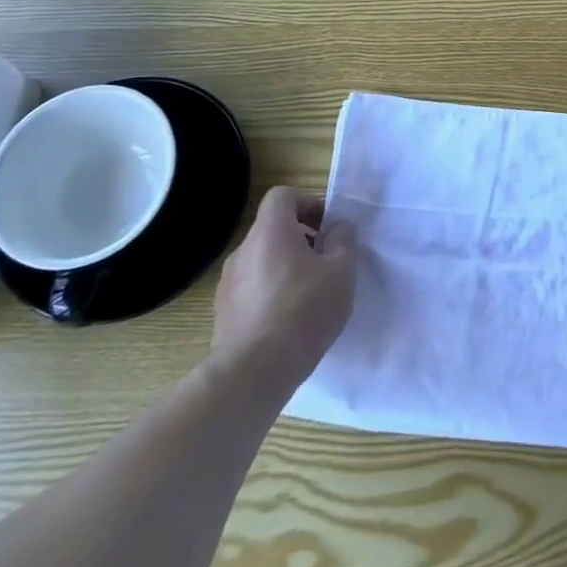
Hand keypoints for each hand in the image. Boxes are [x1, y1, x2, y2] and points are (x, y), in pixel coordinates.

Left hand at [210, 185, 355, 387]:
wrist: (254, 371)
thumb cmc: (304, 310)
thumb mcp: (342, 270)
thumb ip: (343, 240)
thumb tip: (338, 227)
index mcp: (270, 231)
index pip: (283, 195)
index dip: (308, 204)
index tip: (327, 228)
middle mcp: (243, 250)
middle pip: (273, 229)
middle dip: (301, 239)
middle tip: (325, 263)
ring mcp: (228, 283)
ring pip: (262, 260)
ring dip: (285, 267)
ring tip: (308, 295)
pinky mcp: (223, 312)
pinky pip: (252, 288)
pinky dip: (270, 293)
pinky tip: (288, 320)